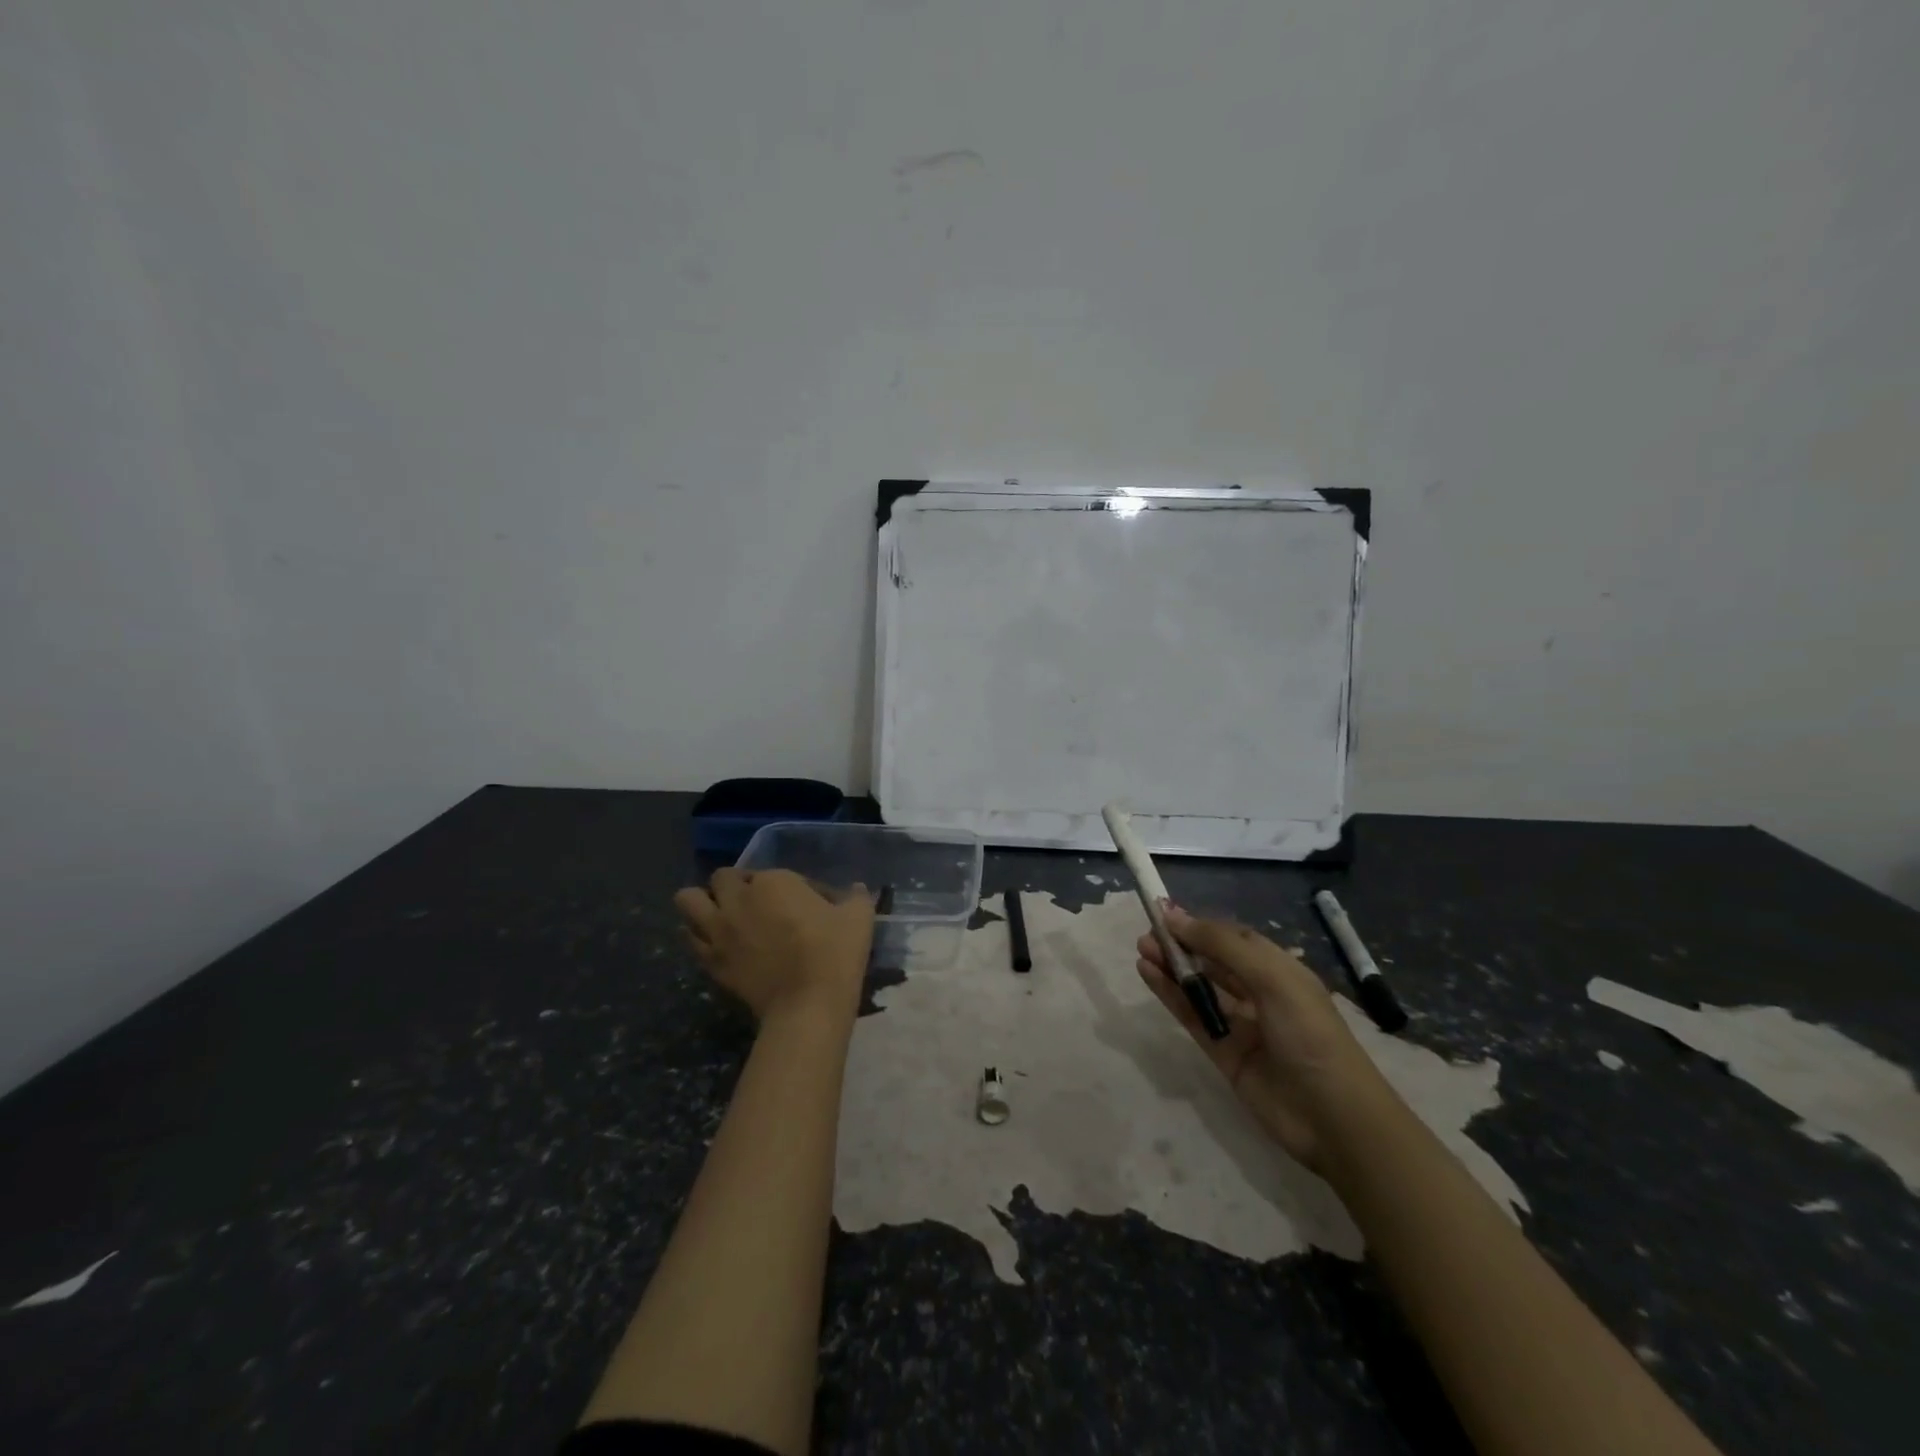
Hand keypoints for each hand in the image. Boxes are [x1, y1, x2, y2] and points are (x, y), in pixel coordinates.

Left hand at [675, 868, 874, 1026]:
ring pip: (688, 900)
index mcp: (774, 882)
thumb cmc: (834, 953)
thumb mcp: (858, 917)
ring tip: (722, 914)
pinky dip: (698, 935)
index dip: (791, 887)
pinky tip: (717, 942)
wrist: (807, 1004)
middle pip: (723, 878)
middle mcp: (739, 899)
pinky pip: (689, 938)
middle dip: (737, 884)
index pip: (775, 873)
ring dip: (703, 901)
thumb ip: (856, 896)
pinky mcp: (711, 960)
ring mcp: (719, 930)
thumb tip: (857, 889)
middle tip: (757, 903)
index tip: (807, 905)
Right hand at [1137, 905, 1390, 1171]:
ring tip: (1141, 950)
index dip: (1200, 925)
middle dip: (1182, 945)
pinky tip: (1149, 976)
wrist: (1333, 1118)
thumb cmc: (1310, 1034)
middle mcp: (1260, 994)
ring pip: (1200, 988)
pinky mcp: (1224, 1054)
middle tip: (1147, 933)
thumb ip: (1222, 946)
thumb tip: (1175, 916)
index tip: (1165, 913)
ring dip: (1172, 968)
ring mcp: (1241, 1026)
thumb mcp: (1271, 978)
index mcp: (1280, 971)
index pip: (1233, 939)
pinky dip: (1171, 996)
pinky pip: (1193, 1017)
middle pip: (1213, 962)